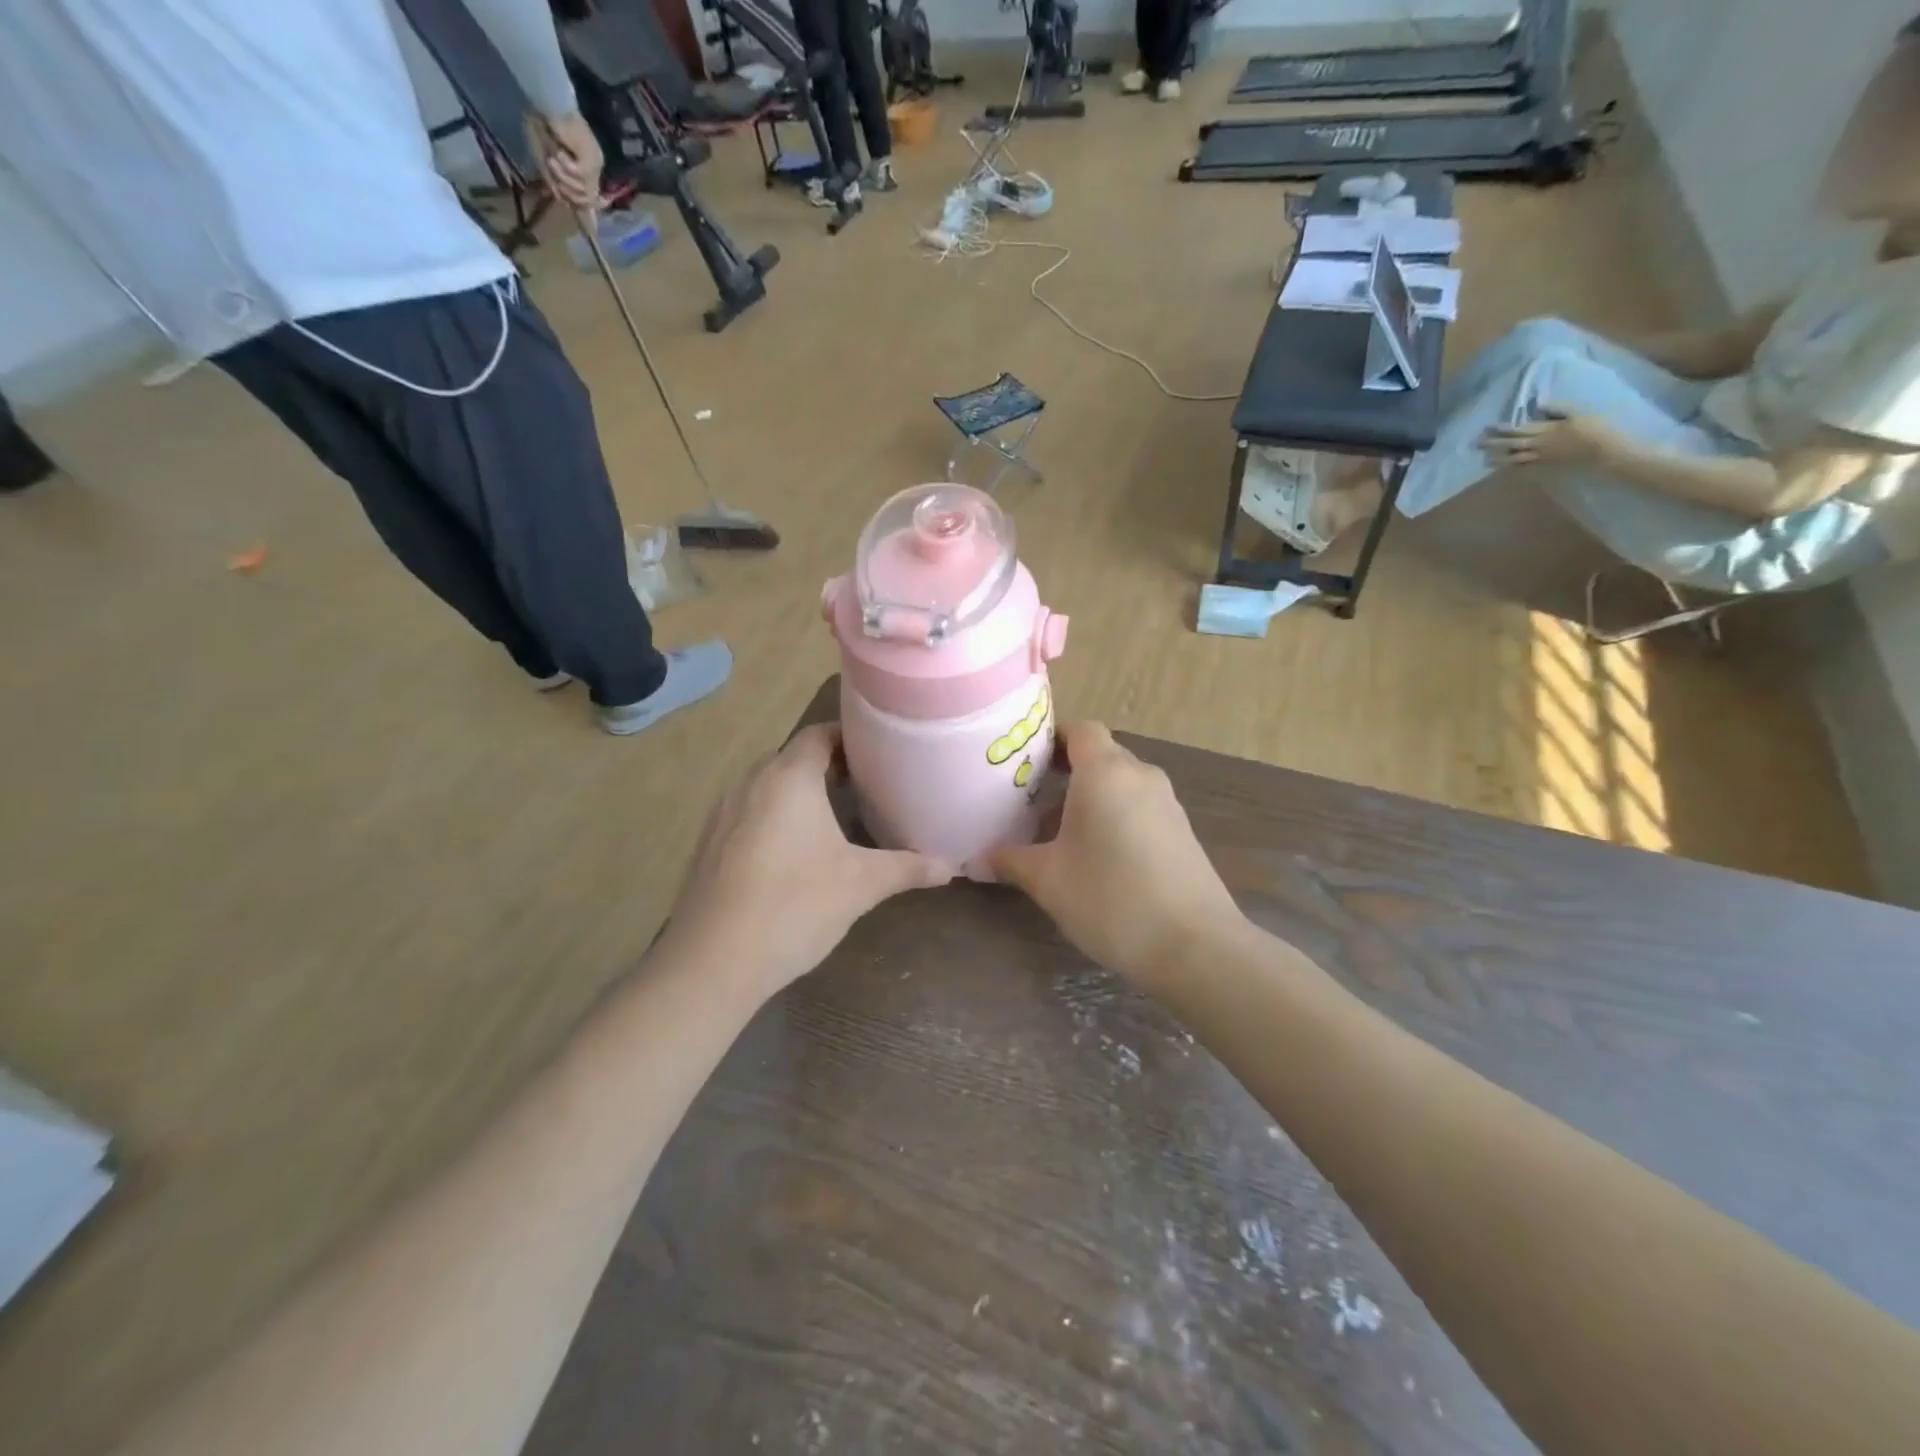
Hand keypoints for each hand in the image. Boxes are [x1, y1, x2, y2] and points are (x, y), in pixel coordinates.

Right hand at [531, 111, 601, 211]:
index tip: (563, 200)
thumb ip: (555, 181)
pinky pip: (580, 175)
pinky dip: (566, 167)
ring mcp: (595, 163)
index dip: (578, 205)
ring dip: (564, 178)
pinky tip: (560, 153)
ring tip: (553, 160)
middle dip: (568, 192)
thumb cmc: (543, 128)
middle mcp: (594, 169)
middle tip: (554, 175)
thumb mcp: (547, 160)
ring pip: (584, 190)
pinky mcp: (592, 158)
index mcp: (587, 169)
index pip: (591, 200)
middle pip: (588, 199)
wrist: (547, 103)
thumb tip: (562, 201)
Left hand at [660, 724, 956, 997]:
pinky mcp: (708, 844)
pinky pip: (748, 813)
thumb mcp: (861, 886)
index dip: (849, 737)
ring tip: (833, 817)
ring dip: (798, 793)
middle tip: (865, 785)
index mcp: (789, 778)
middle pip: (792, 758)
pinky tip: (791, 853)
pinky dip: (773, 818)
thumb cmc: (795, 906)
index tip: (878, 753)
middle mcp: (751, 783)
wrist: (713, 962)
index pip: (819, 734)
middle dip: (827, 766)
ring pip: (767, 786)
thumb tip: (951, 866)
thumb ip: (907, 868)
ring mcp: (723, 813)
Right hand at [989, 723, 1244, 983]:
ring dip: (1091, 796)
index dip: (1052, 738)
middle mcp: (1140, 776)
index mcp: (1105, 773)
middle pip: (1100, 754)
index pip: (1080, 729)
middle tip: (1030, 797)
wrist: (1195, 947)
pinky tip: (1097, 855)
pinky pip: (1140, 806)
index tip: (1024, 762)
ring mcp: (1167, 803)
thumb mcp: (1048, 881)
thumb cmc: (1111, 899)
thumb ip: (1010, 861)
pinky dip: (1115, 815)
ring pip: (1121, 782)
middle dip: (1066, 770)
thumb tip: (978, 859)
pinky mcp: (1182, 832)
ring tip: (1058, 830)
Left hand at [1480, 409, 1618, 467]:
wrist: (1604, 450)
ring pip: (1515, 459)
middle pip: (1512, 444)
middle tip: (1477, 444)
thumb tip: (1539, 404)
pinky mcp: (1546, 468)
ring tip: (1485, 459)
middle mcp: (1540, 444)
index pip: (1519, 429)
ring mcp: (1541, 458)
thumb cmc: (1594, 428)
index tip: (1488, 427)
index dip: (1502, 428)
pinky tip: (1502, 472)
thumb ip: (1557, 408)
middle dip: (1494, 443)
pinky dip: (1512, 471)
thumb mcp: (1577, 413)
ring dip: (1499, 459)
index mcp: (1547, 429)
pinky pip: (1525, 471)